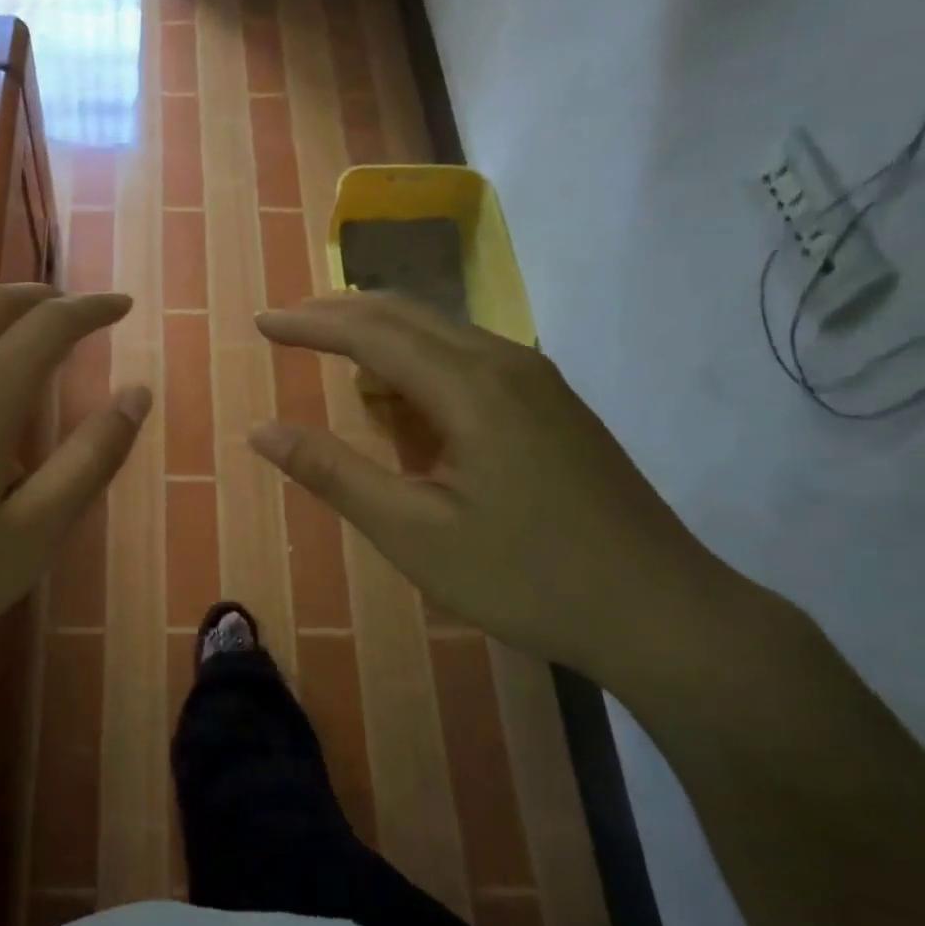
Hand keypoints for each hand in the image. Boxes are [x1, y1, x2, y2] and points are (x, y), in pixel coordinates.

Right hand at [252, 293, 742, 685]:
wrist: (663, 612)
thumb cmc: (527, 577)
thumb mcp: (413, 533)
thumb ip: (334, 474)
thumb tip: (262, 431)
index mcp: (470, 386)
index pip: (370, 332)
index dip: (310, 324)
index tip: (261, 323)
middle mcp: (504, 362)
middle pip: (406, 313)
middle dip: (339, 314)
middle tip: (287, 327)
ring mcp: (537, 380)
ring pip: (441, 331)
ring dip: (380, 335)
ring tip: (334, 357)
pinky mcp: (552, 404)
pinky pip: (468, 357)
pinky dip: (418, 361)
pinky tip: (405, 399)